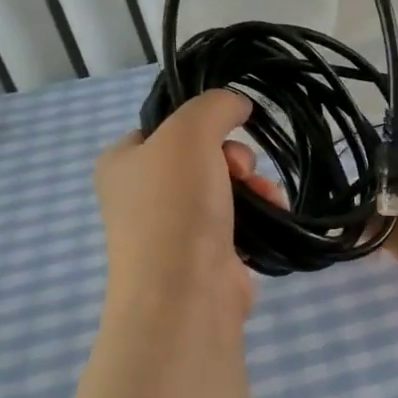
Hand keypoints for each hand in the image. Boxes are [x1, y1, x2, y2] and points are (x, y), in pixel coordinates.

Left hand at [93, 90, 282, 328]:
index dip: (203, 124)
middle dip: (236, 158)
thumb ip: (213, 106)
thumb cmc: (175, 206)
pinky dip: (261, 214)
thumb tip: (237, 104)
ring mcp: (175, 228)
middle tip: (241, 171)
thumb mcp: (188, 134)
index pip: (167, 127)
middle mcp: (143, 194)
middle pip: (204, 156)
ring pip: (228, 187)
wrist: (184, 292)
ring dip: (256, 185)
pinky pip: (241, 219)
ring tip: (268, 197)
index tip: (226, 132)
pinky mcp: (208, 254)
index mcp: (123, 162)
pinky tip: (274, 215)